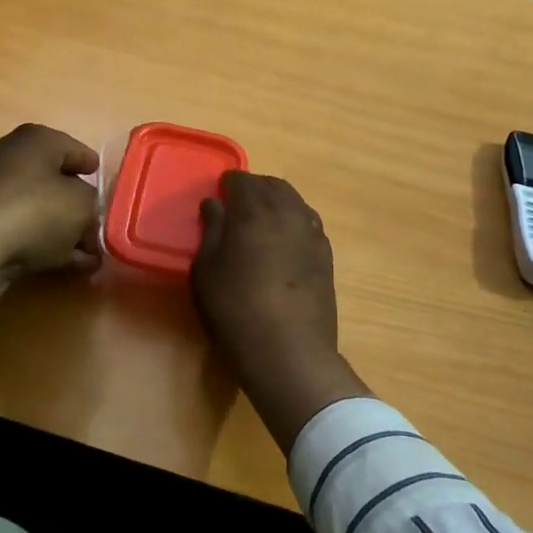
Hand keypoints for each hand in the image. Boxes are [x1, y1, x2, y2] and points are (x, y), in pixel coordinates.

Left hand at [0, 124, 101, 327]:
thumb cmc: (36, 211)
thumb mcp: (82, 205)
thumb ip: (93, 206)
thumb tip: (88, 213)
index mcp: (35, 140)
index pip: (72, 148)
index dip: (91, 167)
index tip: (103, 183)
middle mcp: (8, 156)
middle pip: (53, 180)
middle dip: (77, 205)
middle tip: (97, 225)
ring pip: (36, 208)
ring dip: (61, 230)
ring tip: (87, 255)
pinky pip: (17, 228)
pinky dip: (40, 243)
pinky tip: (64, 265)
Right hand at [191, 172, 370, 452]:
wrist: (289, 352)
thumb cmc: (235, 309)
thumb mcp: (206, 270)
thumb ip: (211, 230)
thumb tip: (214, 204)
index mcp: (255, 210)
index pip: (242, 180)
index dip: (228, 184)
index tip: (218, 196)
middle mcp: (288, 212)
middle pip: (272, 185)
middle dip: (254, 188)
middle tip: (237, 206)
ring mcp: (312, 233)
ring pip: (294, 202)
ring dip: (276, 203)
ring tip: (260, 223)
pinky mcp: (326, 255)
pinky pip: (307, 224)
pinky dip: (293, 222)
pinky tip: (283, 243)